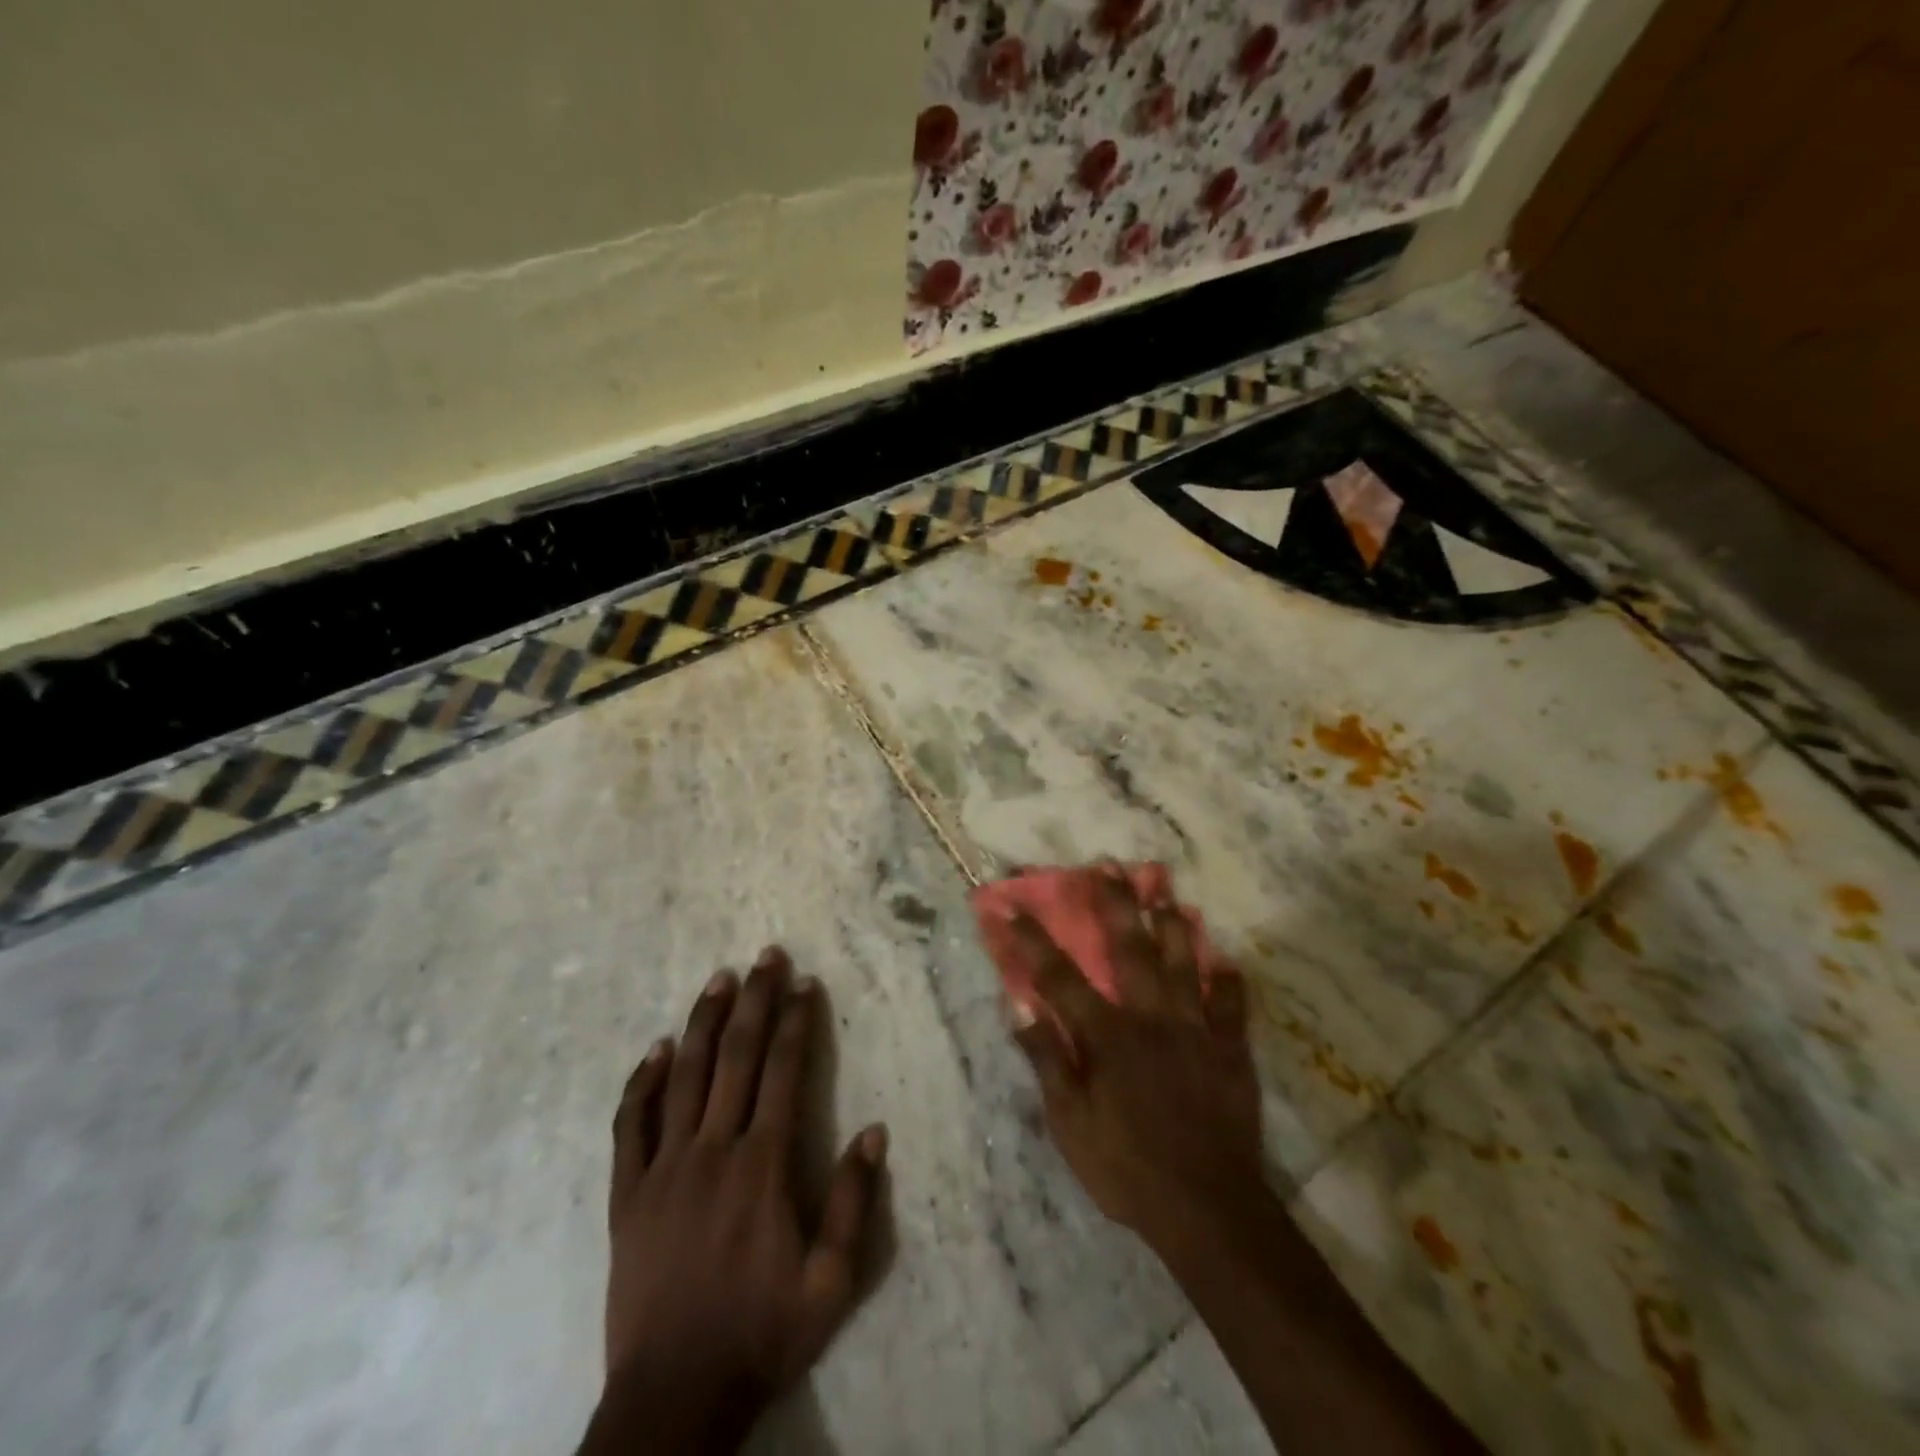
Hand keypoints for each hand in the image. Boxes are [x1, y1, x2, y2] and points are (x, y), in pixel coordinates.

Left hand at [584, 948, 886, 1453]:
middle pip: (736, 1057)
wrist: (674, 1397)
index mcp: (761, 1166)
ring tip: (719, 979)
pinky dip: (643, 1082)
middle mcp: (713, 1150)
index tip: (804, 983)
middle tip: (765, 956)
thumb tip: (875, 1131)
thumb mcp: (830, 1282)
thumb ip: (852, 1202)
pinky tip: (656, 1048)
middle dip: (754, 1001)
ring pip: (685, 1076)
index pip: (783, 1072)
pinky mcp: (627, 1194)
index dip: (796, 1022)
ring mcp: (664, 1168)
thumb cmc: (761, 1333)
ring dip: (704, 1022)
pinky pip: (631, 1125)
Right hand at [992, 868, 1266, 1258]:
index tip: (1009, 906)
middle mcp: (1150, 1017)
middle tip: (1108, 865)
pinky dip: (1227, 980)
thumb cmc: (1126, 1168)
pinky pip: (1231, 1005)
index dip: (1031, 939)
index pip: (1059, 976)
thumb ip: (1047, 1059)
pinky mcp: (1230, 1050)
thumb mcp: (1069, 1124)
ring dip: (1172, 923)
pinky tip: (1226, 960)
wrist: (1207, 1209)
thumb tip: (1018, 1005)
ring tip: (1165, 889)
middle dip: (1114, 903)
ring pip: (1183, 962)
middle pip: (1129, 948)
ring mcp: (1195, 1029)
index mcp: (1107, 1035)